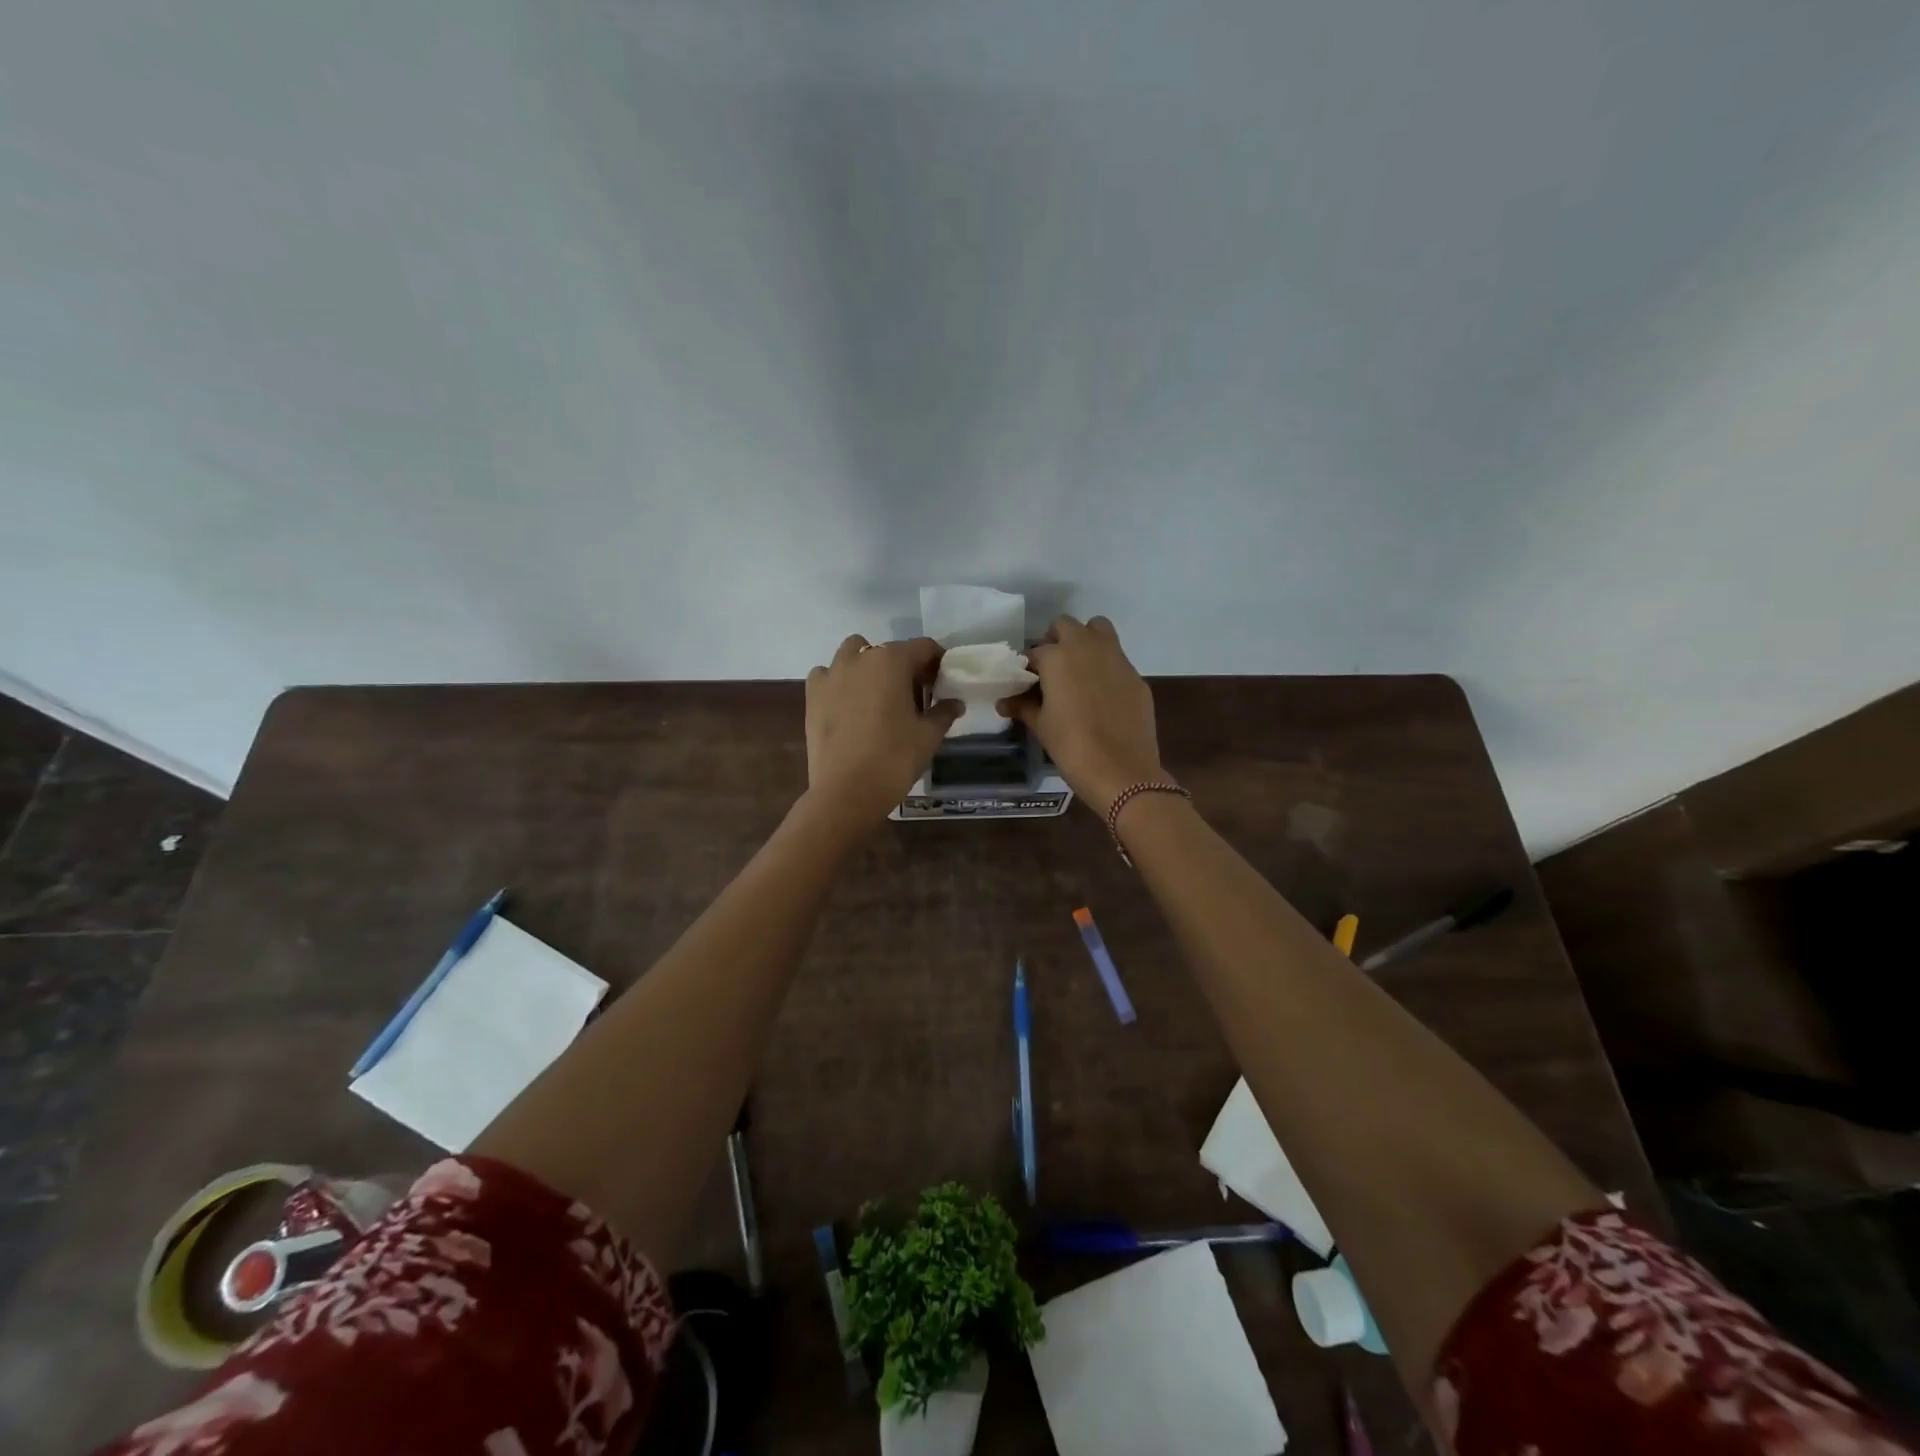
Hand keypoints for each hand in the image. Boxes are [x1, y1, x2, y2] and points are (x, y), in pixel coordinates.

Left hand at [805, 635, 960, 824]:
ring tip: (878, 696)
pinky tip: (847, 705)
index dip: (937, 662)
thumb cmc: (895, 758)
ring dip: (869, 666)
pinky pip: (828, 675)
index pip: (924, 647)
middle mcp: (859, 658)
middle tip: (914, 696)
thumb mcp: (929, 736)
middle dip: (904, 667)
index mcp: (892, 661)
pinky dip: (840, 682)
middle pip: (889, 651)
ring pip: (854, 654)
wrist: (847, 791)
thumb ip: (944, 712)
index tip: (943, 683)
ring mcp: (831, 674)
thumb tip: (955, 703)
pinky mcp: (812, 695)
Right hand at [999, 616, 1163, 815]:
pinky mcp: (1136, 676)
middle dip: (1056, 640)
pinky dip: (1106, 667)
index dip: (1029, 667)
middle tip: (1052, 669)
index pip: (1035, 652)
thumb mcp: (1041, 726)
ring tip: (1079, 671)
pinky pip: (1117, 659)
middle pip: (1066, 626)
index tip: (1027, 683)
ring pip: (1099, 629)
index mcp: (1057, 657)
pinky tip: (1102, 696)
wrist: (1121, 770)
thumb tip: (1004, 702)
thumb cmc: (1071, 746)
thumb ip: (1022, 707)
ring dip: (1085, 641)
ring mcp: (1116, 658)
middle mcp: (1087, 647)